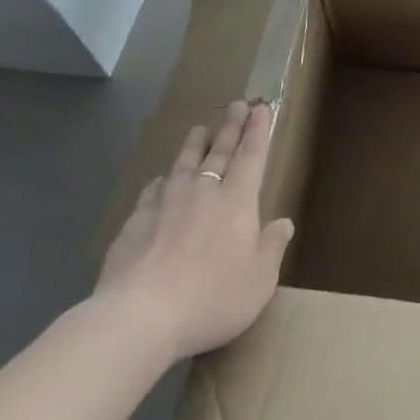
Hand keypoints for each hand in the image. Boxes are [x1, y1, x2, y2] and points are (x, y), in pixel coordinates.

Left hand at [94, 100, 294, 361]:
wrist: (140, 316)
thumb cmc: (211, 298)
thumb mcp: (259, 281)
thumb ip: (272, 247)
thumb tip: (283, 222)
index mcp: (237, 202)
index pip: (251, 156)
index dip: (258, 130)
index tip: (261, 107)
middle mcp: (203, 192)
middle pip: (219, 151)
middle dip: (231, 126)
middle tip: (237, 104)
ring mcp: (166, 203)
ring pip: (184, 163)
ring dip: (194, 144)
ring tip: (200, 128)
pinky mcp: (135, 221)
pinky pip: (153, 190)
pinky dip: (162, 180)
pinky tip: (161, 179)